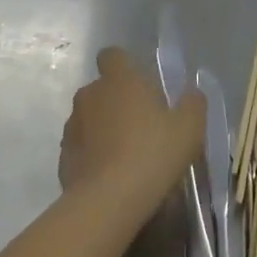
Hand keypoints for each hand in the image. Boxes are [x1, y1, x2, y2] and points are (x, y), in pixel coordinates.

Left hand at [59, 47, 203, 225]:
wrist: (108, 201)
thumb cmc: (154, 153)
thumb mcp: (190, 127)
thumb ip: (193, 103)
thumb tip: (192, 92)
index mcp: (120, 80)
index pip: (113, 55)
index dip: (125, 66)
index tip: (142, 84)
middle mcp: (90, 95)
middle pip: (102, 88)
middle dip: (118, 101)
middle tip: (143, 124)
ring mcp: (72, 126)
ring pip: (90, 118)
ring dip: (104, 128)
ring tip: (127, 154)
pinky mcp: (63, 157)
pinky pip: (82, 146)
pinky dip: (94, 154)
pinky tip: (112, 175)